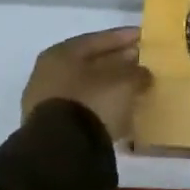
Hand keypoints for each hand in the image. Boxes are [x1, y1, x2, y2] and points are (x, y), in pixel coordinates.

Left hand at [21, 27, 152, 142]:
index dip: (123, 37)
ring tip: (134, 90)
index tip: (144, 37)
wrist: (61, 152)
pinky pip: (83, 109)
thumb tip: (143, 73)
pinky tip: (119, 113)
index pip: (98, 39)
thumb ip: (136, 73)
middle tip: (142, 63)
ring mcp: (46, 102)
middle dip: (117, 63)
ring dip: (109, 87)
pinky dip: (101, 108)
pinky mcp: (52, 128)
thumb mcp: (123, 83)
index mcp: (61, 53)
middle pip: (90, 63)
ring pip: (86, 88)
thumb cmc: (91, 103)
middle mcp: (49, 73)